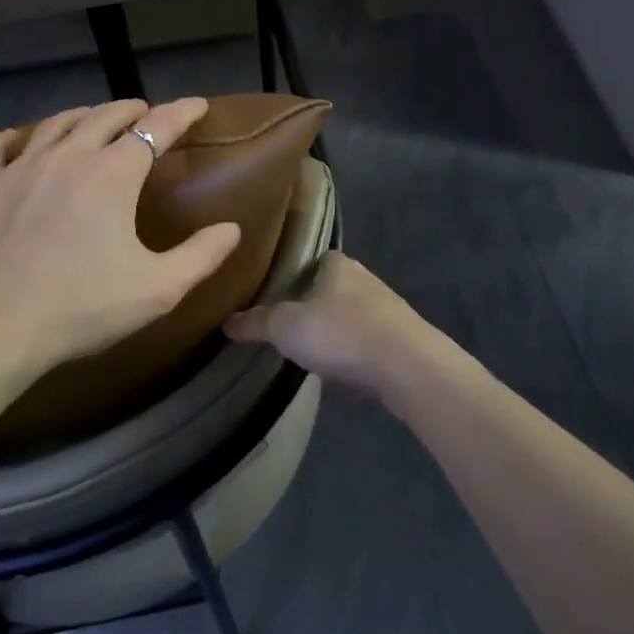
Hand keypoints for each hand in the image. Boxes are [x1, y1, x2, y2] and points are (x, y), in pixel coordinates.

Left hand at [0, 97, 242, 377]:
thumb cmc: (80, 307)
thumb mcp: (158, 290)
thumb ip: (201, 256)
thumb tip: (232, 229)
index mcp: (113, 174)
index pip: (156, 127)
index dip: (182, 112)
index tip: (198, 104)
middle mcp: (68, 157)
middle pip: (105, 116)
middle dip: (131, 110)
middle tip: (145, 113)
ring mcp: (19, 167)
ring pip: (56, 124)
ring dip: (82, 116)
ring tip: (93, 118)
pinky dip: (14, 139)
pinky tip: (17, 143)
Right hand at [223, 252, 473, 408]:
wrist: (407, 366)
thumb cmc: (341, 333)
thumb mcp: (286, 327)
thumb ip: (256, 323)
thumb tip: (226, 321)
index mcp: (338, 265)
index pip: (313, 260)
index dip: (295, 273)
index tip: (276, 292)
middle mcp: (366, 280)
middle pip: (333, 289)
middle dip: (315, 305)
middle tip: (289, 325)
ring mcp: (388, 310)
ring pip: (353, 317)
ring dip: (337, 332)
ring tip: (313, 352)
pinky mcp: (403, 341)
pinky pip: (370, 344)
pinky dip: (355, 355)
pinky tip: (344, 373)